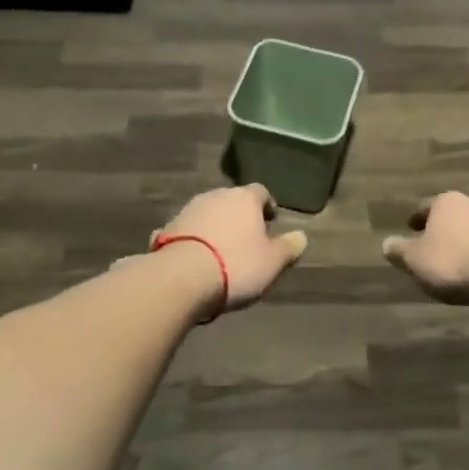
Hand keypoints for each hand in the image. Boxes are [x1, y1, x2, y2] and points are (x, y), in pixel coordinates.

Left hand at [155, 184, 307, 316]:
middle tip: (247, 238)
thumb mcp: (273, 262)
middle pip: (232, 201)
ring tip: (220, 251)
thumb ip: (289, 247)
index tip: (271, 221)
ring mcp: (188, 210)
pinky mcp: (167, 228)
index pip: (261, 192)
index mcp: (244, 198)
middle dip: (239, 216)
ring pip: (207, 214)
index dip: (267, 206)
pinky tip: (194, 258)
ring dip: (215, 227)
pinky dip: (192, 240)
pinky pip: (185, 231)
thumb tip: (301, 236)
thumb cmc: (236, 265)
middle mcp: (215, 196)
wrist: (181, 278)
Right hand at [381, 191, 468, 305]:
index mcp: (447, 202)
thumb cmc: (453, 262)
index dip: (418, 218)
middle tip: (435, 245)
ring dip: (468, 241)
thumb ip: (399, 251)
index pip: (427, 207)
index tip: (411, 228)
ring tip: (460, 261)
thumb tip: (386, 244)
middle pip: (455, 215)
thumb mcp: (415, 260)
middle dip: (445, 229)